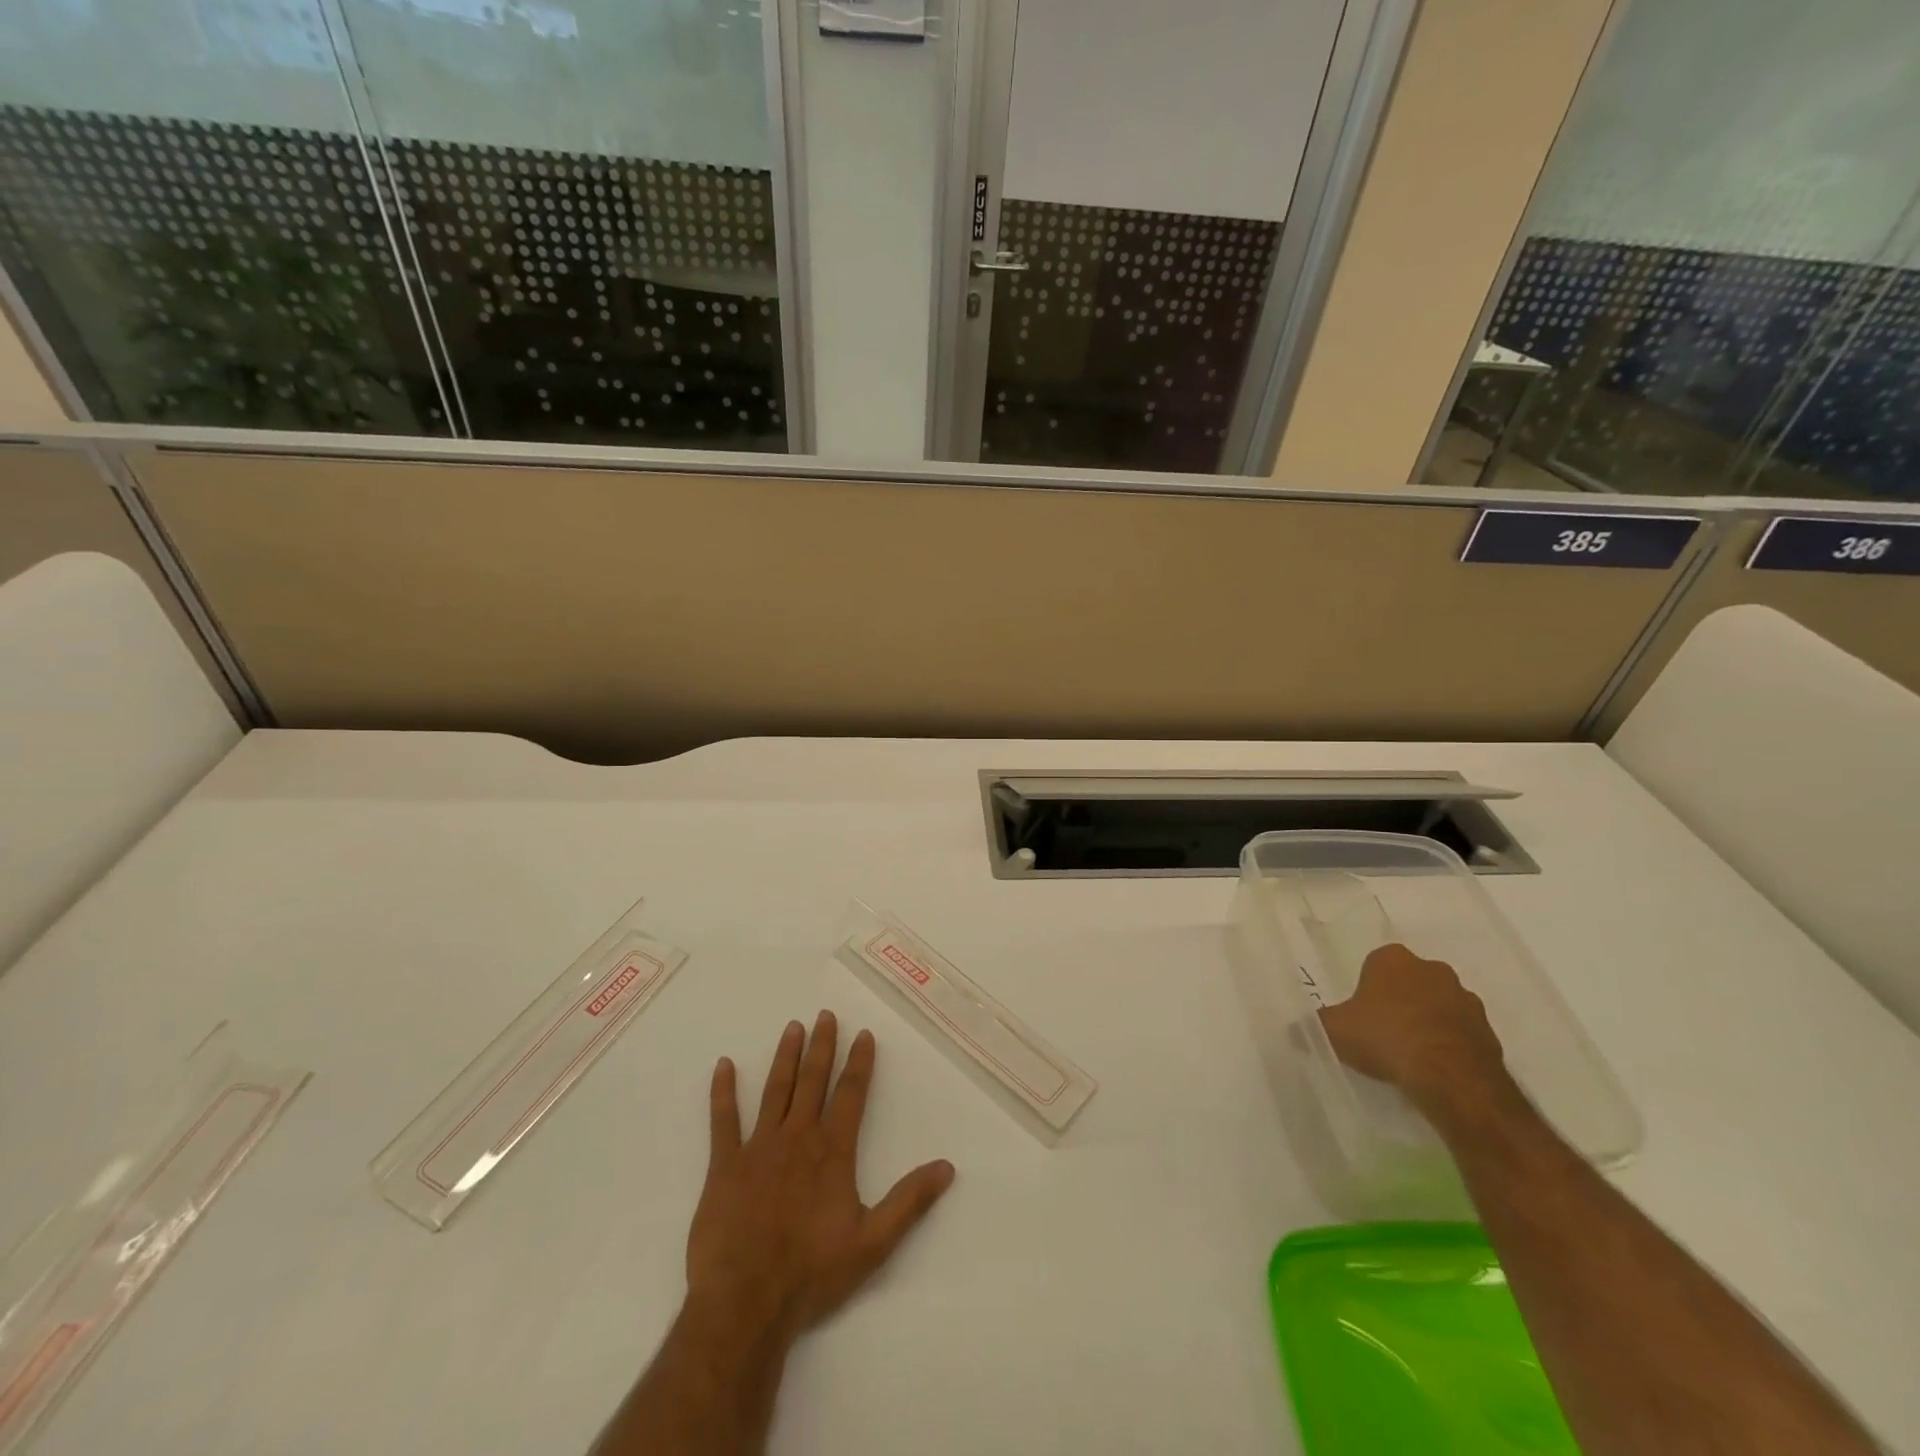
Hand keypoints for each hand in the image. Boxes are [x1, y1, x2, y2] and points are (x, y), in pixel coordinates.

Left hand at [687, 1011, 955, 1344]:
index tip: (863, 1034)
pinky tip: (724, 1065)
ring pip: (775, 1090)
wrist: (746, 1302)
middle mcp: (797, 1137)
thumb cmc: (812, 1273)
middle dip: (822, 1046)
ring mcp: (758, 1148)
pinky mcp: (724, 1166)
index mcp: (832, 1151)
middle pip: (813, 1081)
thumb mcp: (873, 1243)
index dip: (859, 1063)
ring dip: (785, 1057)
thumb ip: (909, 1201)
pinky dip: (723, 1092)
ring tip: (793, 1027)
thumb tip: (947, 1167)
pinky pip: (723, 1121)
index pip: (851, 1094)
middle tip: (826, 1015)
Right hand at [1317, 943, 1507, 1106]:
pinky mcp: (1488, 1030)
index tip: (1361, 1013)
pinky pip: (1460, 1032)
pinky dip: (1448, 1044)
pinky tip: (1434, 1067)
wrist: (1451, 1077)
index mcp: (1393, 959)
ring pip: (1438, 1005)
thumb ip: (1316, 1023)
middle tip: (1383, 1031)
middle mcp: (1432, 969)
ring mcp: (1465, 998)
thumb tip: (1294, 1027)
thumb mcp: (1334, 1030)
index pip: (1375, 963)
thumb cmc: (1385, 1038)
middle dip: (1399, 1000)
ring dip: (1427, 1021)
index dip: (1367, 988)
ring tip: (1410, 1054)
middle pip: (1409, 981)